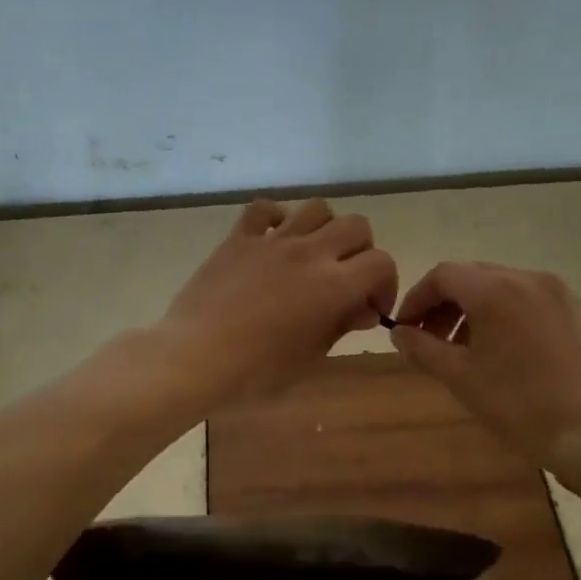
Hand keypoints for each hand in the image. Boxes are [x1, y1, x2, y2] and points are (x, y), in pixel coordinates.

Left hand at [156, 198, 398, 405]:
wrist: (195, 357)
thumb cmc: (256, 371)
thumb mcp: (310, 357)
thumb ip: (342, 325)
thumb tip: (364, 309)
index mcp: (333, 285)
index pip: (381, 262)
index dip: (385, 284)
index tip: (369, 307)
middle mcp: (309, 252)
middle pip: (356, 226)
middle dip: (360, 251)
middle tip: (345, 279)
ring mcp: (272, 240)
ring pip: (316, 208)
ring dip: (324, 228)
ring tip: (312, 255)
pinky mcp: (239, 238)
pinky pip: (264, 208)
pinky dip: (276, 217)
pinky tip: (274, 240)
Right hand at [389, 262, 580, 493]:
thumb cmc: (519, 405)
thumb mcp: (460, 377)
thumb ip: (422, 347)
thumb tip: (399, 332)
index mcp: (496, 290)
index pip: (443, 275)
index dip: (417, 298)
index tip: (406, 328)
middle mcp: (530, 279)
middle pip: (475, 277)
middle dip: (447, 304)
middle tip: (433, 339)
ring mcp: (563, 295)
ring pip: (507, 288)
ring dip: (480, 310)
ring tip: (471, 349)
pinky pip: (537, 304)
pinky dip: (514, 317)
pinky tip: (513, 354)